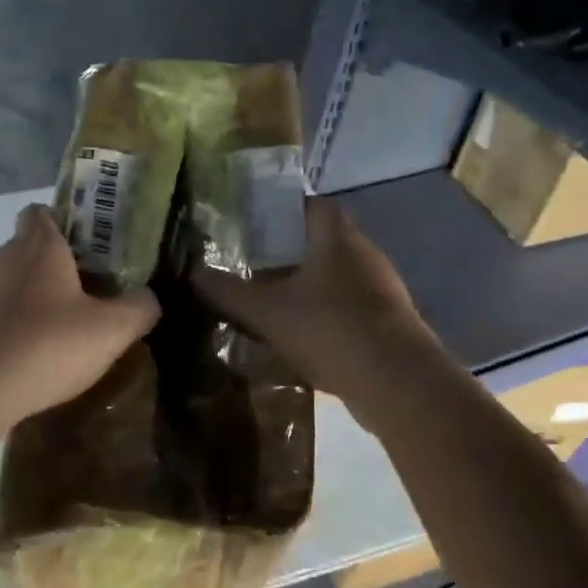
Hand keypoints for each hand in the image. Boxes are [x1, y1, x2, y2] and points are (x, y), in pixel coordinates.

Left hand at [0, 204, 159, 432]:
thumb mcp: (111, 331)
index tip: (91, 250)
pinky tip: (26, 359)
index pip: (44, 211)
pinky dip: (9, 328)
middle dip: (58, 268)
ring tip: (59, 335)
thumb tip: (148, 298)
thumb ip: (140, 308)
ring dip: (33, 300)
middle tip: (89, 299)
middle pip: (31, 249)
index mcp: (38, 247)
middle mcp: (0, 258)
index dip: (67, 223)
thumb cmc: (44, 348)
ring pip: (11, 284)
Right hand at [194, 198, 438, 427]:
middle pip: (324, 241)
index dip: (284, 209)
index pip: (313, 205)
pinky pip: (350, 305)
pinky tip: (303, 335)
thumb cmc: (328, 329)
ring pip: (338, 276)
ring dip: (309, 285)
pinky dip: (326, 312)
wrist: (395, 382)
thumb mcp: (266, 311)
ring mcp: (382, 289)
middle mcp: (365, 254)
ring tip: (273, 302)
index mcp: (337, 238)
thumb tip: (192, 273)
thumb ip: (228, 292)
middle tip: (253, 265)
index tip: (255, 224)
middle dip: (290, 251)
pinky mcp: (390, 322)